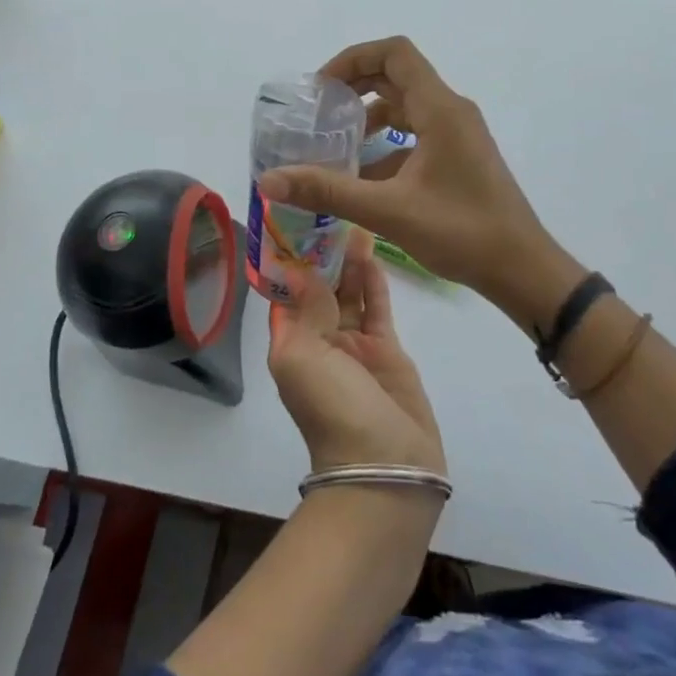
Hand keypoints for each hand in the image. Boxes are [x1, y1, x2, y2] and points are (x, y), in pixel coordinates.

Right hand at [258, 37, 571, 316]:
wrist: (521, 268)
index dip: (353, 59)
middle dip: (355, 88)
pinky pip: (417, 136)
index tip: (321, 88)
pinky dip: (387, 145)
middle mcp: (451, 112)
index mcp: (440, 110)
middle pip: (398, 76)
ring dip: (370, 118)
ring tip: (334, 146)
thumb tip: (269, 180)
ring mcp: (459, 135)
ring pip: (407, 108)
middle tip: (319, 113)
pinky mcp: (460, 158)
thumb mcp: (388, 210)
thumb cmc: (461, 232)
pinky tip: (362, 179)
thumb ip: (328, 191)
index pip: (395, 53)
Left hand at [267, 231, 444, 477]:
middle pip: (321, 288)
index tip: (295, 221)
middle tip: (332, 209)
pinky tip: (373, 252)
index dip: (289, 259)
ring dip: (349, 261)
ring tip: (354, 219)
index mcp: (291, 342)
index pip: (286, 292)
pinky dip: (374, 282)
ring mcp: (355, 344)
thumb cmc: (332, 408)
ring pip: (350, 293)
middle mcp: (320, 340)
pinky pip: (377, 308)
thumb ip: (306, 310)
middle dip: (323, 253)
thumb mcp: (304, 357)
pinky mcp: (388, 349)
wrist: (386, 466)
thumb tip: (300, 270)